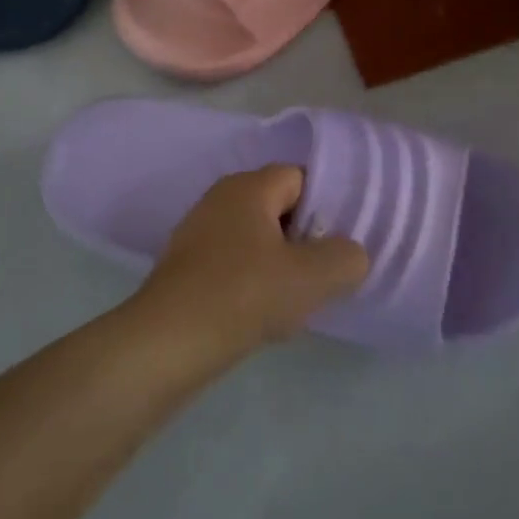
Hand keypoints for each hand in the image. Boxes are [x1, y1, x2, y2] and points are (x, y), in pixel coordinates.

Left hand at [131, 166, 368, 363]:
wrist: (168, 341)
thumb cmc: (244, 295)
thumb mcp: (312, 278)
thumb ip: (345, 258)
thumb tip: (350, 253)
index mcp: (248, 186)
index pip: (299, 177)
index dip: (326, 206)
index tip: (341, 242)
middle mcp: (220, 197)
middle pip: (277, 207)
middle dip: (303, 238)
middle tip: (323, 274)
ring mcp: (198, 231)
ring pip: (255, 238)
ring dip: (278, 264)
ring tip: (296, 301)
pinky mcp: (185, 265)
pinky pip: (232, 263)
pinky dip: (251, 282)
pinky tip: (260, 315)